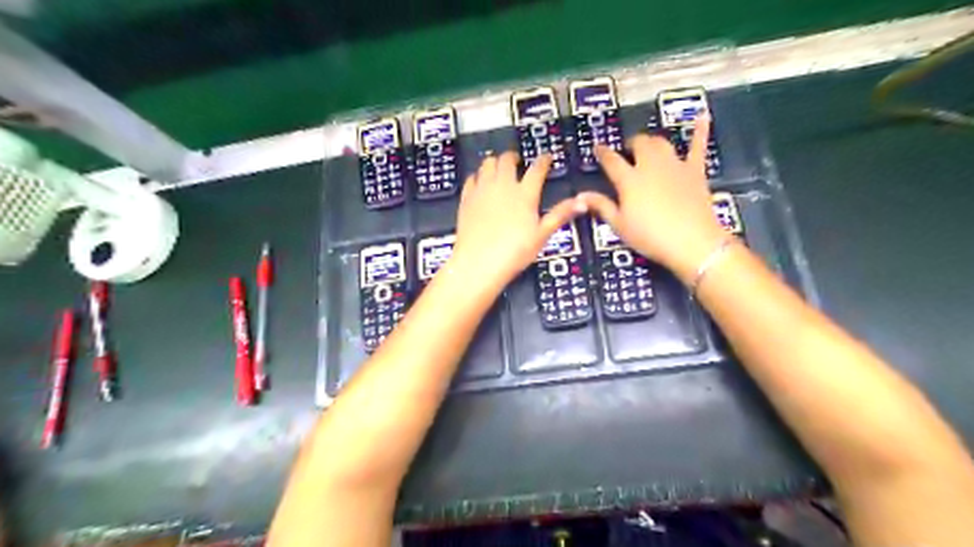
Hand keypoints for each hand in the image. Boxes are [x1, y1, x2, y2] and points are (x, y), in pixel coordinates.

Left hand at [452, 152, 580, 292]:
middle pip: (507, 160)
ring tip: (499, 168)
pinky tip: (480, 182)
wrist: (478, 263)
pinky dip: (478, 176)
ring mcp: (482, 190)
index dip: (544, 160)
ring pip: (487, 164)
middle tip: (518, 161)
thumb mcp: (542, 235)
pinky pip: (471, 178)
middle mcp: (503, 186)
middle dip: (514, 157)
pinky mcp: (466, 198)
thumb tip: (582, 202)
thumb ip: (560, 215)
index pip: (537, 169)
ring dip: (495, 162)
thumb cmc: (514, 252)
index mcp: (525, 194)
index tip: (547, 157)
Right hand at [572, 118, 726, 283]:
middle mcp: (650, 165)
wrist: (692, 241)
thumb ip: (601, 206)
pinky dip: (700, 131)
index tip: (598, 148)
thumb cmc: (650, 236)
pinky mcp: (695, 170)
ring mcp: (674, 165)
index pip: (611, 160)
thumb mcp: (620, 225)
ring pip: (661, 143)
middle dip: (630, 144)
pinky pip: (697, 146)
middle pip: (639, 144)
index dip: (602, 152)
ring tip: (648, 146)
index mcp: (629, 179)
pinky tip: (702, 116)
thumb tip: (581, 195)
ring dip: (652, 142)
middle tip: (626, 151)